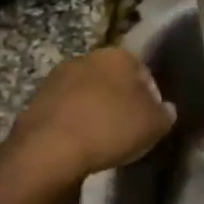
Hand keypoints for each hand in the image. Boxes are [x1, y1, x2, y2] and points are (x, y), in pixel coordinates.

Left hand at [9, 47, 176, 184]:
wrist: (49, 148)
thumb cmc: (110, 128)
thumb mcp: (154, 125)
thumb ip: (165, 114)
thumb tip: (166, 109)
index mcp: (119, 55)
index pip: (144, 73)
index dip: (151, 98)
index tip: (150, 122)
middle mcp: (88, 57)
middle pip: (113, 80)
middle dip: (121, 100)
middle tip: (127, 130)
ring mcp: (59, 76)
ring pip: (88, 93)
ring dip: (95, 110)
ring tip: (102, 140)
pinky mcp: (37, 99)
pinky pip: (67, 110)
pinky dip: (74, 122)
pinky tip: (79, 144)